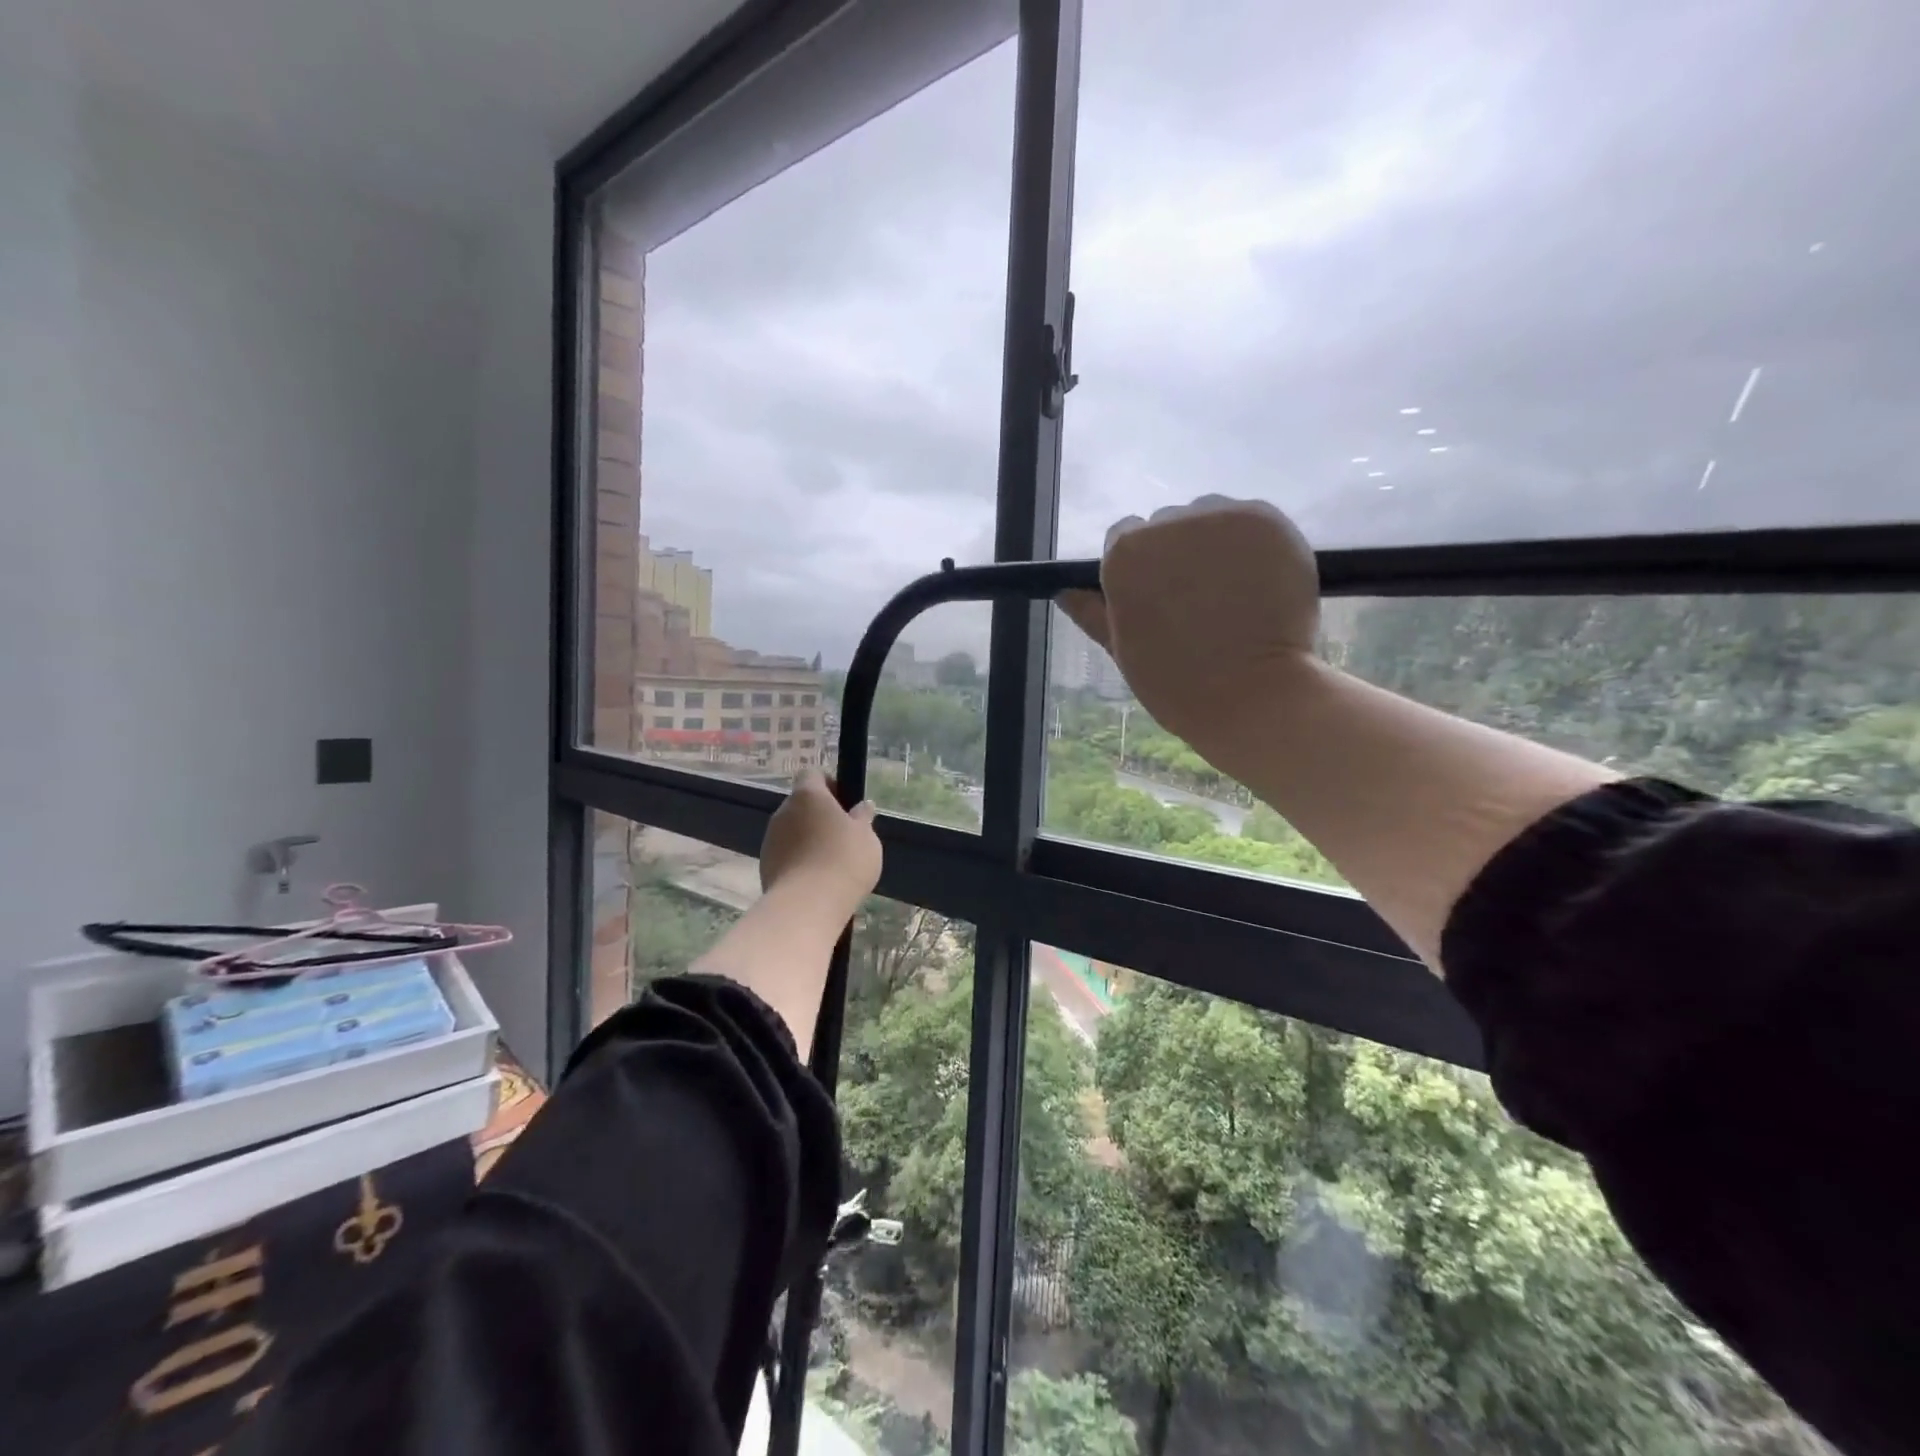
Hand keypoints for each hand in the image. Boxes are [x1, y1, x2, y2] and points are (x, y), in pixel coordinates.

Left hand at [759, 769, 881, 922]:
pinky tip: (816, 879)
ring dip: (808, 838)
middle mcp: (783, 811)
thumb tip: (863, 806)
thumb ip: (863, 818)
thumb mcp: (866, 837)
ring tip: (831, 862)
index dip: (829, 783)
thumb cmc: (843, 861)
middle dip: (819, 815)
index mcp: (808, 795)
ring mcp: (770, 839)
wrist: (807, 906)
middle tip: (843, 835)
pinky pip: (786, 853)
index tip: (845, 803)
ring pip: (792, 830)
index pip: (812, 774)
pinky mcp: (765, 865)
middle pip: (801, 804)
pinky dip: (799, 860)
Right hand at [1060, 495, 1320, 762]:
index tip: (1158, 596)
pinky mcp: (1267, 521)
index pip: (1125, 537)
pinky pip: (1250, 522)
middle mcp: (1167, 524)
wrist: (1251, 695)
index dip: (1142, 566)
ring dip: (1215, 543)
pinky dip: (1253, 545)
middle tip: (1197, 600)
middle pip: (1168, 525)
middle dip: (1178, 553)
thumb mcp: (1122, 648)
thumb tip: (1064, 591)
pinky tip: (1259, 583)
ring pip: (1211, 518)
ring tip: (1231, 591)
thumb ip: (1092, 613)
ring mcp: (1221, 518)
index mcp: (1124, 555)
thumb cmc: (1176, 682)